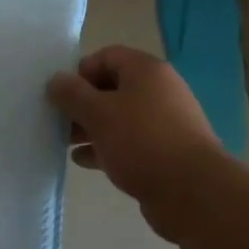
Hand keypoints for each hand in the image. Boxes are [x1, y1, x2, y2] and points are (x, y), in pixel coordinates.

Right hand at [47, 46, 225, 240]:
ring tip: (65, 143)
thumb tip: (56, 79)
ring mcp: (164, 122)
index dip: (80, 72)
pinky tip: (84, 162)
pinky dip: (107, 147)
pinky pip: (129, 142)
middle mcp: (158, 90)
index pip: (107, 56)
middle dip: (83, 103)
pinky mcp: (164, 151)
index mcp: (146, 70)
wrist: (192, 191)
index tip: (61, 95)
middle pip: (112, 87)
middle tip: (57, 122)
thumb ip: (72, 94)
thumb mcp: (99, 113)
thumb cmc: (142, 141)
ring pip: (120, 117)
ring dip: (92, 127)